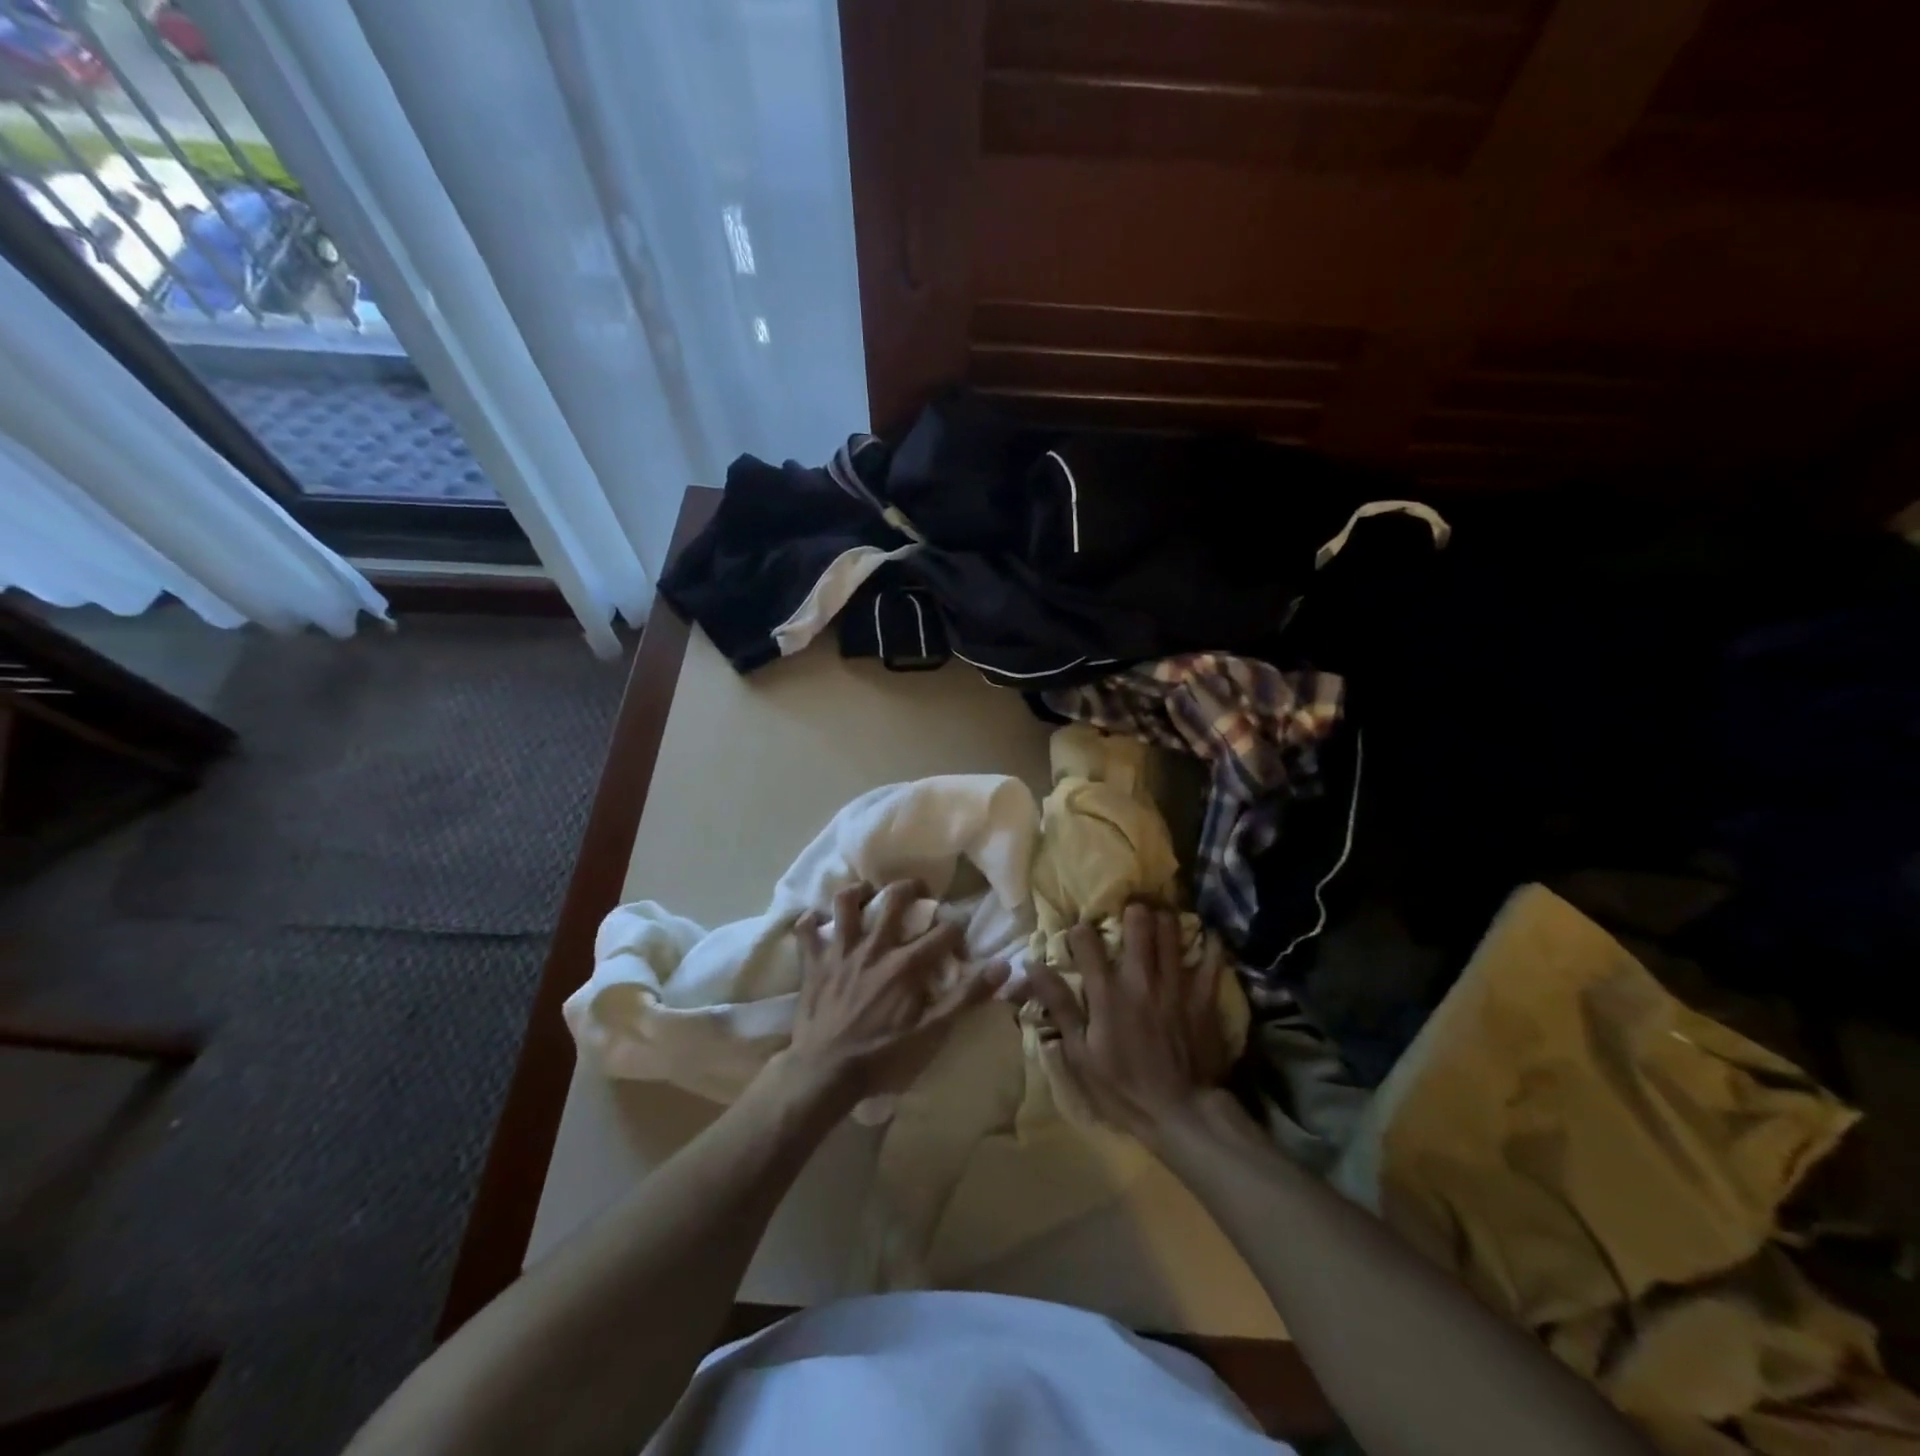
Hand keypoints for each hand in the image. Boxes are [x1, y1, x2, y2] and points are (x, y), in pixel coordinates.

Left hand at [772, 880, 1009, 1104]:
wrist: (824, 1073)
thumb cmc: (882, 1057)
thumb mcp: (932, 1034)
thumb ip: (966, 997)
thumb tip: (1003, 966)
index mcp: (906, 964)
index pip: (943, 932)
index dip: (957, 930)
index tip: (959, 940)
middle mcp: (875, 947)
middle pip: (894, 899)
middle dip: (911, 888)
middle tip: (918, 891)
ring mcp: (840, 951)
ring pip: (846, 903)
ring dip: (857, 892)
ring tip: (866, 893)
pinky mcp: (813, 963)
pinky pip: (807, 931)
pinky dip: (811, 921)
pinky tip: (818, 920)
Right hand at [1023, 902, 1233, 1139]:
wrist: (1182, 1114)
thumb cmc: (1123, 1088)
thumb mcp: (1080, 1054)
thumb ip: (1060, 1006)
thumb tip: (1033, 966)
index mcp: (1107, 992)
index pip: (1087, 942)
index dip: (1080, 932)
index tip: (1080, 937)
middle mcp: (1141, 979)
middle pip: (1138, 923)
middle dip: (1132, 912)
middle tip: (1129, 916)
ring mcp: (1175, 985)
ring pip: (1172, 932)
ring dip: (1164, 922)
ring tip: (1160, 922)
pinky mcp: (1204, 998)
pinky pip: (1211, 960)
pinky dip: (1210, 946)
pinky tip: (1206, 940)